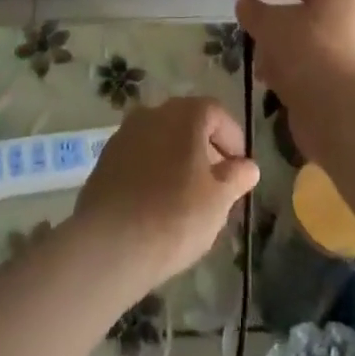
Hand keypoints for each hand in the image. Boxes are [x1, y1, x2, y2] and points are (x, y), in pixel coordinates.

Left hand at [70, 97, 259, 295]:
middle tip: (217, 181)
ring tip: (188, 194)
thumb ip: (235, 177)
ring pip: (161, 137)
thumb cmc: (175, 217)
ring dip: (178, 157)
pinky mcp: (106, 158)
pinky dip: (154, 168)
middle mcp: (153, 113)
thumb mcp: (218, 201)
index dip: (232, 137)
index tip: (240, 167)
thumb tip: (248, 166)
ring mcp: (125, 133)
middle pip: (186, 121)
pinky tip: (158, 201)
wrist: (110, 243)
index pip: (216, 112)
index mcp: (184, 115)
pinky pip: (140, 155)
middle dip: (205, 147)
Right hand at [234, 0, 354, 160]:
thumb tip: (246, 6)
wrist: (340, 113)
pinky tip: (272, 83)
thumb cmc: (303, 53)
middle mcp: (349, 18)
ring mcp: (352, 52)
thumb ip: (252, 10)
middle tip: (249, 28)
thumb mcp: (268, 24)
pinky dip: (291, 70)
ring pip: (306, 40)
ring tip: (258, 63)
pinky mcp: (347, 83)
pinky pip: (313, 66)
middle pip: (302, 9)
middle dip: (271, 19)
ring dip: (278, 48)